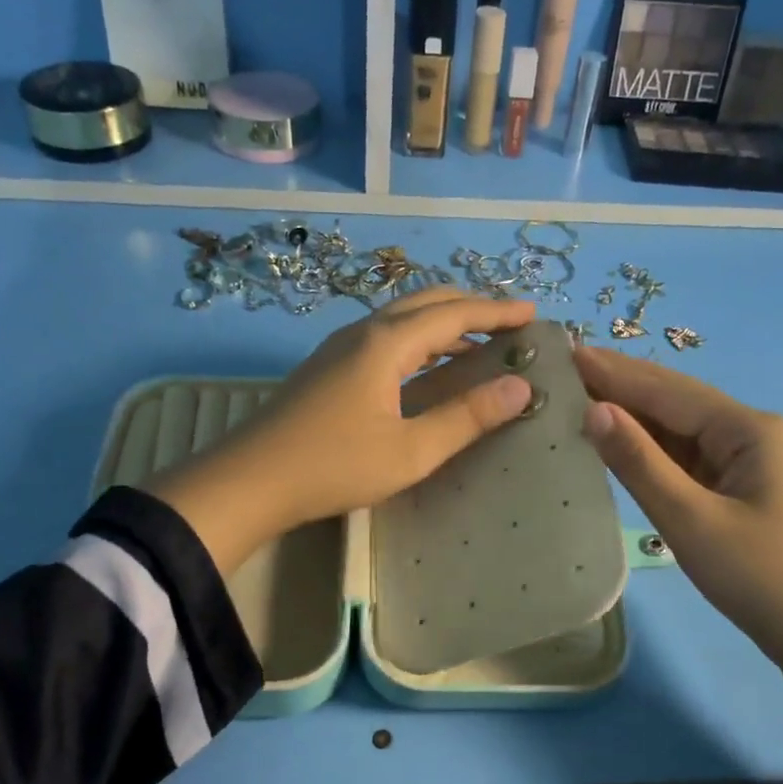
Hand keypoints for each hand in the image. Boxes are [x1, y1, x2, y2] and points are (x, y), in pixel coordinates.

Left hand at [149, 289, 538, 574]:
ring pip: (402, 318)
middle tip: (508, 323)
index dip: (496, 311)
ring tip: (477, 343)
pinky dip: (419, 341)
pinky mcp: (328, 368)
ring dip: (443, 323)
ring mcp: (340, 348)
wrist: (250, 480)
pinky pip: (385, 337)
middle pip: (425, 302)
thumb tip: (520, 387)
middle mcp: (363, 332)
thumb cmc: (334, 466)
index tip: (533, 314)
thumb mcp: (410, 451)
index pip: (453, 313)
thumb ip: (466, 417)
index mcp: (386, 344)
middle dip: (471, 307)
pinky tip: (427, 368)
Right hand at [573, 346, 782, 771]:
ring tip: (582, 397)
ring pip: (683, 431)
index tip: (567, 352)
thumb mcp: (692, 521)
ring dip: (636, 417)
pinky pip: (691, 460)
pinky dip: (654, 451)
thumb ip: (640, 463)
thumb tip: (594, 410)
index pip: (668, 391)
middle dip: (623, 386)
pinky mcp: (745, 491)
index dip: (615, 372)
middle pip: (677, 402)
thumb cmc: (763, 579)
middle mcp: (753, 433)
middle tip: (566, 369)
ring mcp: (752, 463)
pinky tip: (623, 443)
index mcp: (749, 429)